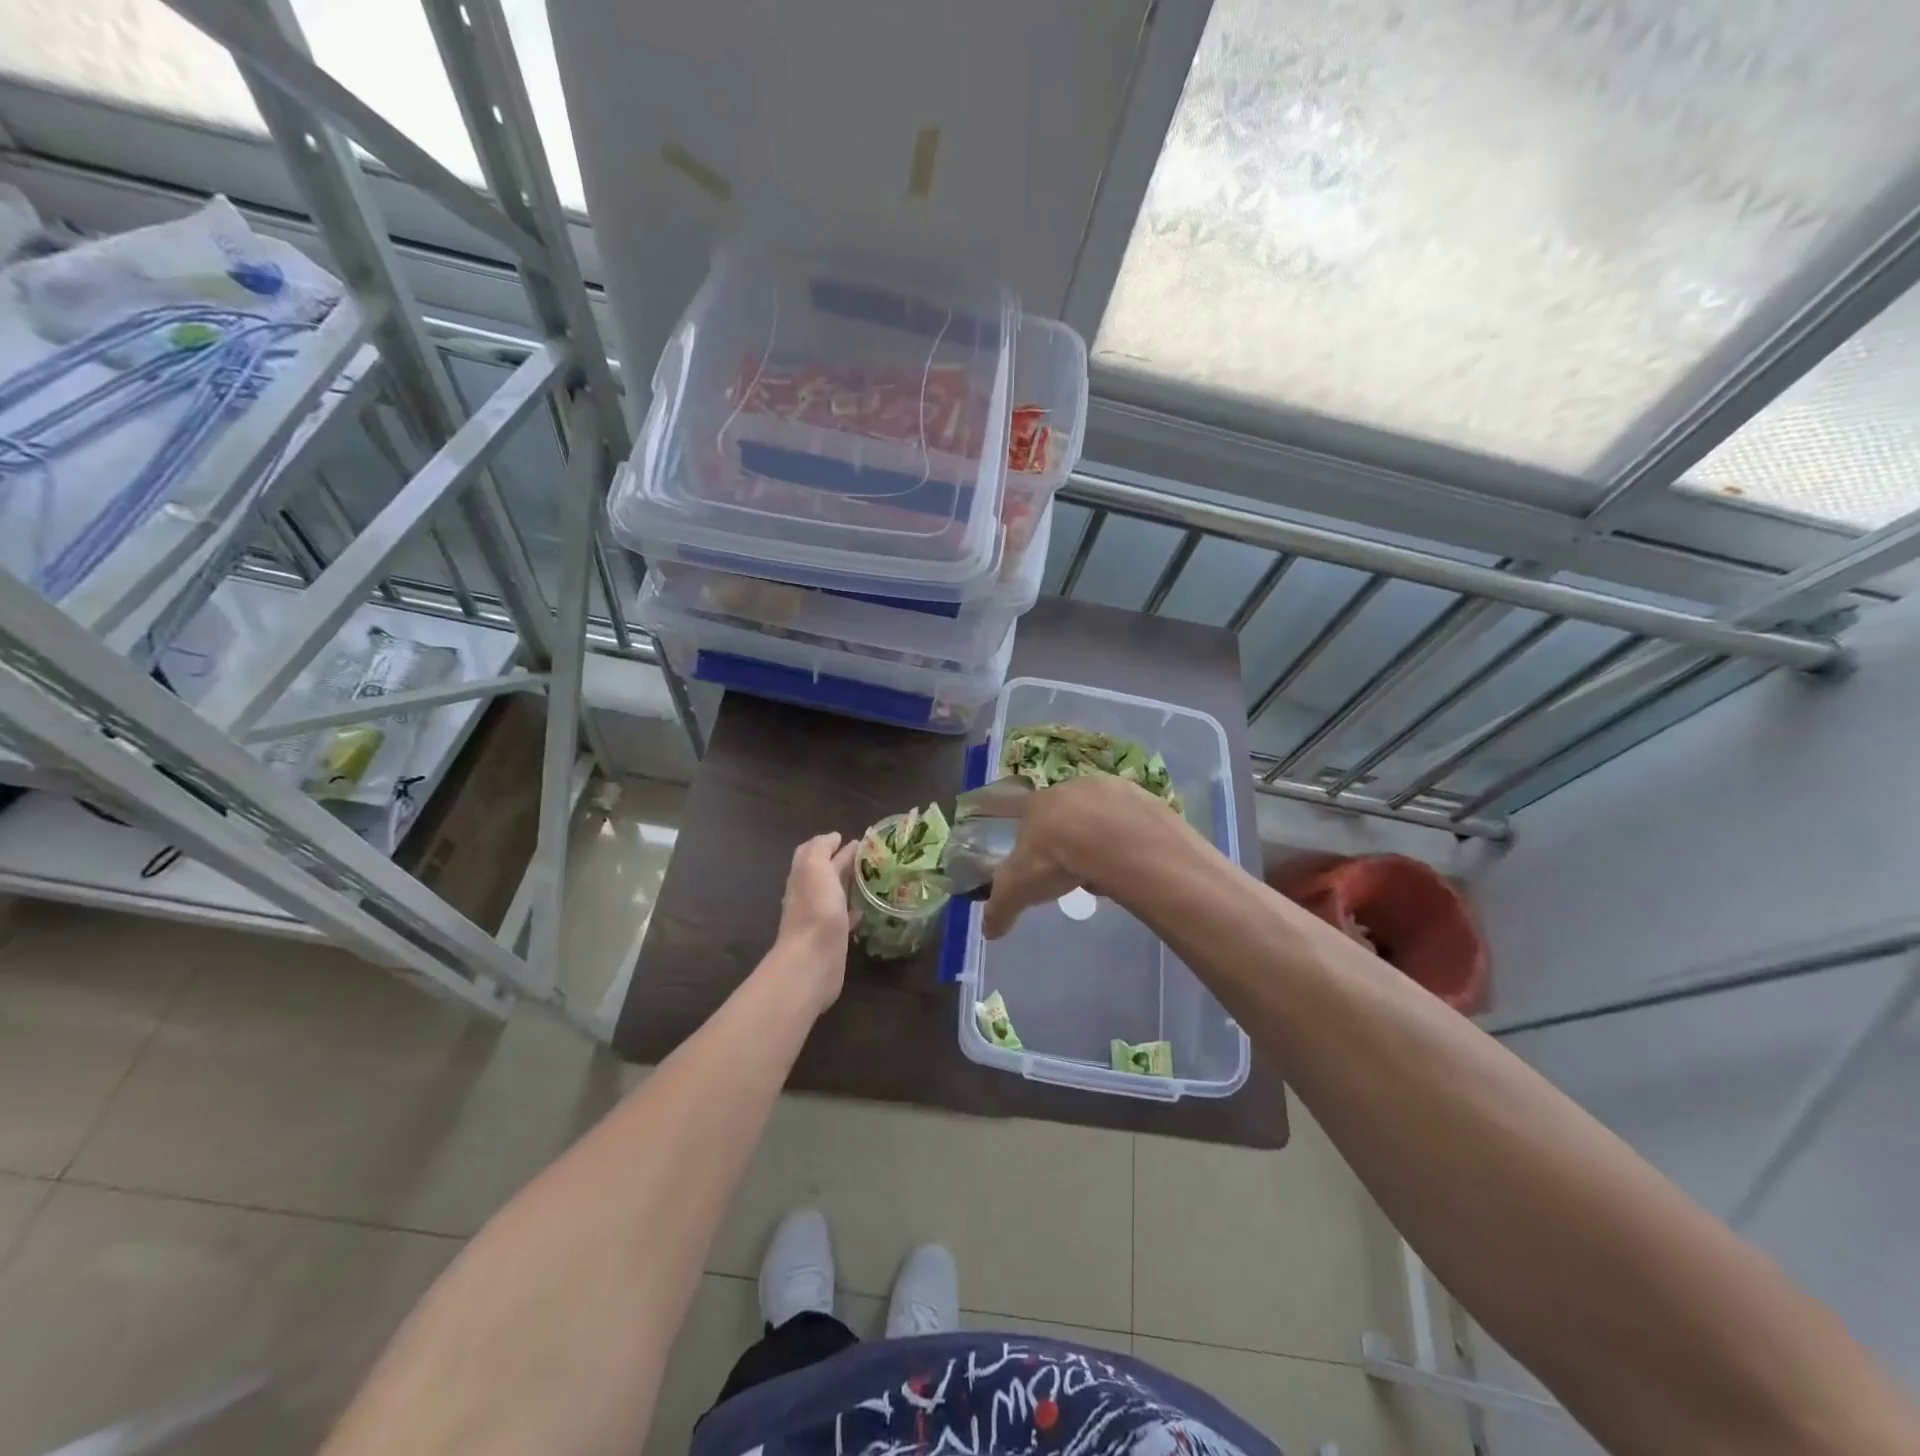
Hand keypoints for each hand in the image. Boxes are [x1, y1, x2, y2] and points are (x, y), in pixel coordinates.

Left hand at [773, 832, 857, 1011]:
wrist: (812, 960)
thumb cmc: (815, 908)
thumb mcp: (815, 866)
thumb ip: (821, 848)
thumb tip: (833, 838)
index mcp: (804, 874)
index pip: (813, 851)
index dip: (830, 842)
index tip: (857, 839)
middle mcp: (808, 894)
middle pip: (826, 872)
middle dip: (844, 861)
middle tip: (872, 855)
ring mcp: (820, 917)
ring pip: (836, 893)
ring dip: (851, 884)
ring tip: (875, 877)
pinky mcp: (833, 937)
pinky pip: (844, 917)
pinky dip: (854, 908)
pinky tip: (867, 908)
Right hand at [982, 774, 1183, 939]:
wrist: (1114, 841)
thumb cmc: (1056, 858)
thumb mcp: (1018, 889)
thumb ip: (1000, 908)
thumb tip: (988, 932)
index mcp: (1037, 804)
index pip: (1021, 809)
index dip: (1026, 828)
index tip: (1034, 846)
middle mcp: (1071, 788)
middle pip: (1064, 810)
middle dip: (1066, 833)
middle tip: (1071, 865)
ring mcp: (1109, 789)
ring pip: (1100, 813)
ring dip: (1100, 833)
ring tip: (1104, 867)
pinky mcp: (1142, 797)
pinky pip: (1132, 819)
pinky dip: (1129, 836)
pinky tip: (1131, 860)